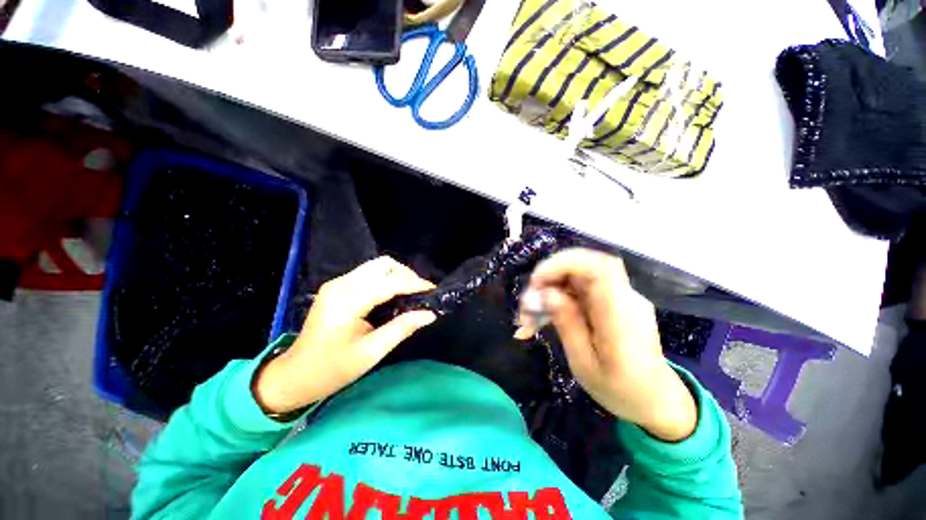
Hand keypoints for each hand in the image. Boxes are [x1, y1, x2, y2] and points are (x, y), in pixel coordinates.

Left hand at [254, 257, 436, 414]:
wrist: (295, 375)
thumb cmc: (332, 369)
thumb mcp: (371, 353)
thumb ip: (402, 328)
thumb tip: (430, 314)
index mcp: (347, 302)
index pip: (389, 283)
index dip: (414, 284)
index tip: (433, 291)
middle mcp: (341, 285)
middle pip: (383, 264)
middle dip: (406, 275)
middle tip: (419, 294)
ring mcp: (337, 284)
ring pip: (376, 266)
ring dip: (397, 276)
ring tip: (409, 294)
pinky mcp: (337, 287)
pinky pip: (368, 274)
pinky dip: (385, 280)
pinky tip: (392, 296)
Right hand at [518, 249, 696, 440]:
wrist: (655, 400)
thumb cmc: (620, 390)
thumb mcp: (585, 364)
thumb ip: (567, 324)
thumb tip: (547, 292)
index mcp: (621, 315)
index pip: (598, 267)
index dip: (563, 264)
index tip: (536, 282)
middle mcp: (624, 298)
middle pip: (585, 266)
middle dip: (549, 276)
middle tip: (529, 301)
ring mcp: (619, 298)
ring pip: (578, 276)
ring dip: (550, 288)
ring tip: (530, 315)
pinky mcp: (612, 302)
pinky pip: (581, 289)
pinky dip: (558, 297)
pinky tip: (544, 316)